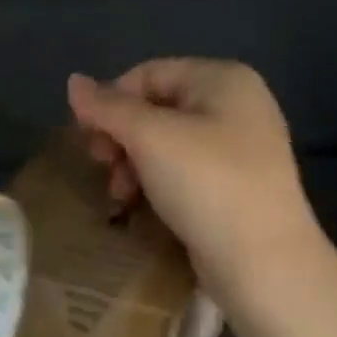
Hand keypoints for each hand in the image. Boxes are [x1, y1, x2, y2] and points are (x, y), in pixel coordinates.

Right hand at [67, 59, 324, 297]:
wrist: (263, 262)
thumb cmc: (205, 184)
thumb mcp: (148, 137)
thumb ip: (107, 107)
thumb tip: (73, 81)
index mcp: (222, 79)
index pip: (147, 74)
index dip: (110, 102)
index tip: (89, 140)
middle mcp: (236, 104)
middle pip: (155, 107)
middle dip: (120, 137)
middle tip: (103, 167)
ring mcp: (240, 147)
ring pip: (166, 141)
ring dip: (132, 163)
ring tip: (120, 194)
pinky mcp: (236, 184)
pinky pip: (183, 169)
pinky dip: (156, 181)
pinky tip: (140, 205)